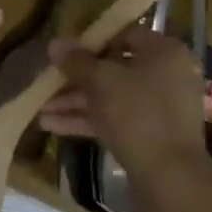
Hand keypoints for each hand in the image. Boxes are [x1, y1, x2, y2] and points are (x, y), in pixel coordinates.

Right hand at [40, 24, 208, 180]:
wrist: (170, 176)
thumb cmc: (138, 113)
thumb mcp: (101, 81)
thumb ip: (76, 61)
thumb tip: (54, 44)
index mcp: (165, 52)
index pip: (124, 35)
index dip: (90, 42)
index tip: (64, 52)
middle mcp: (167, 75)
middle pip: (114, 69)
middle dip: (76, 79)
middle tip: (47, 82)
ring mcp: (161, 107)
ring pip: (112, 97)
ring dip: (76, 102)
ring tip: (41, 109)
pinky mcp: (152, 135)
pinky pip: (117, 118)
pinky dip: (88, 120)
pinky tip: (52, 126)